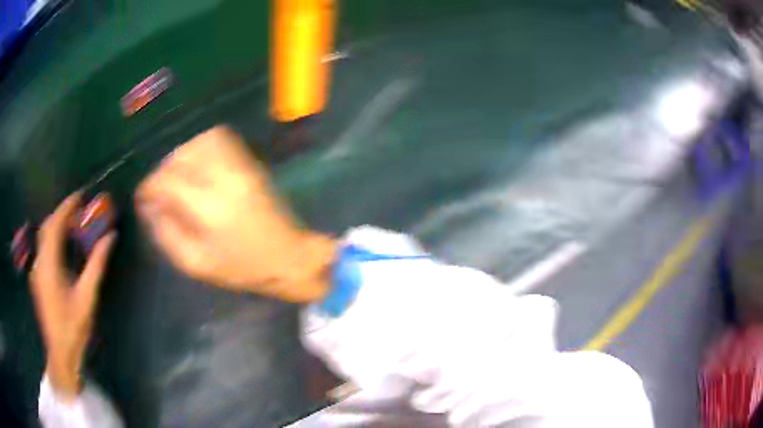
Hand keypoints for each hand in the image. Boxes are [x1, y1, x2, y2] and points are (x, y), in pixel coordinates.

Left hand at [30, 192, 115, 400]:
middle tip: (78, 212)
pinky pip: (43, 250)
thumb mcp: (87, 297)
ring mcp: (36, 271)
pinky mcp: (37, 279)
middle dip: (61, 214)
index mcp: (49, 265)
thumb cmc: (73, 328)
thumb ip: (97, 264)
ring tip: (72, 227)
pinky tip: (63, 250)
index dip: (66, 206)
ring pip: (43, 238)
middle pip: (47, 227)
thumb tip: (110, 237)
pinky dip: (53, 240)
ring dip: (57, 227)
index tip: (80, 196)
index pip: (54, 224)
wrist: (60, 354)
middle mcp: (39, 262)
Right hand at [135, 126, 334, 302]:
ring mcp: (240, 165)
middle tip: (159, 190)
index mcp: (209, 208)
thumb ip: (166, 232)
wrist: (287, 256)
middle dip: (162, 171)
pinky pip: (218, 140)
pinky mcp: (249, 161)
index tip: (143, 197)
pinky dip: (199, 147)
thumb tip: (150, 206)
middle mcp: (223, 177)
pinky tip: (195, 166)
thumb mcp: (195, 263)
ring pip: (198, 142)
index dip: (149, 186)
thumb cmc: (240, 267)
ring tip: (176, 178)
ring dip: (180, 156)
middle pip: (180, 156)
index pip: (167, 180)